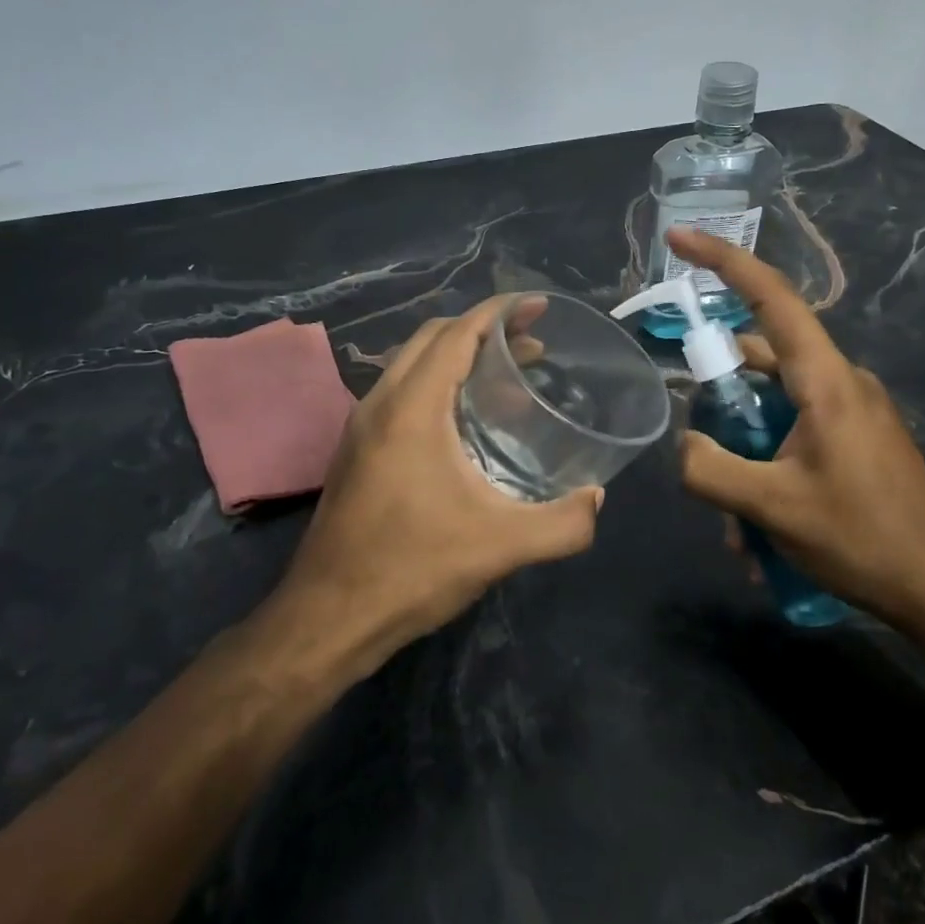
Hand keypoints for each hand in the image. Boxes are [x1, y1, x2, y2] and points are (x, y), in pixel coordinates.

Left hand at [280, 295, 602, 674]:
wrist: (328, 617)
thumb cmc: (413, 569)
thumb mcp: (501, 547)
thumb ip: (562, 524)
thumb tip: (596, 499)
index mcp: (412, 408)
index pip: (458, 333)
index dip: (501, 312)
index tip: (539, 306)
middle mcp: (380, 404)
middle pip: (433, 338)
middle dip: (485, 329)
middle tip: (534, 343)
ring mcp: (362, 427)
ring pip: (412, 365)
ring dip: (459, 356)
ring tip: (508, 376)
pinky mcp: (357, 451)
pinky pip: (401, 393)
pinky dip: (439, 383)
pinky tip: (468, 422)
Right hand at [667, 227, 924, 625]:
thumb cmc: (864, 538)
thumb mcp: (772, 507)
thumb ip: (711, 469)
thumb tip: (682, 444)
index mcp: (824, 379)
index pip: (770, 297)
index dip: (722, 261)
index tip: (679, 238)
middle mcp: (838, 382)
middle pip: (759, 361)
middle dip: (720, 405)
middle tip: (700, 452)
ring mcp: (848, 412)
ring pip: (772, 410)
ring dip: (743, 456)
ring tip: (735, 524)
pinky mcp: (853, 441)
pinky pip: (792, 436)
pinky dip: (766, 471)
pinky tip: (759, 535)